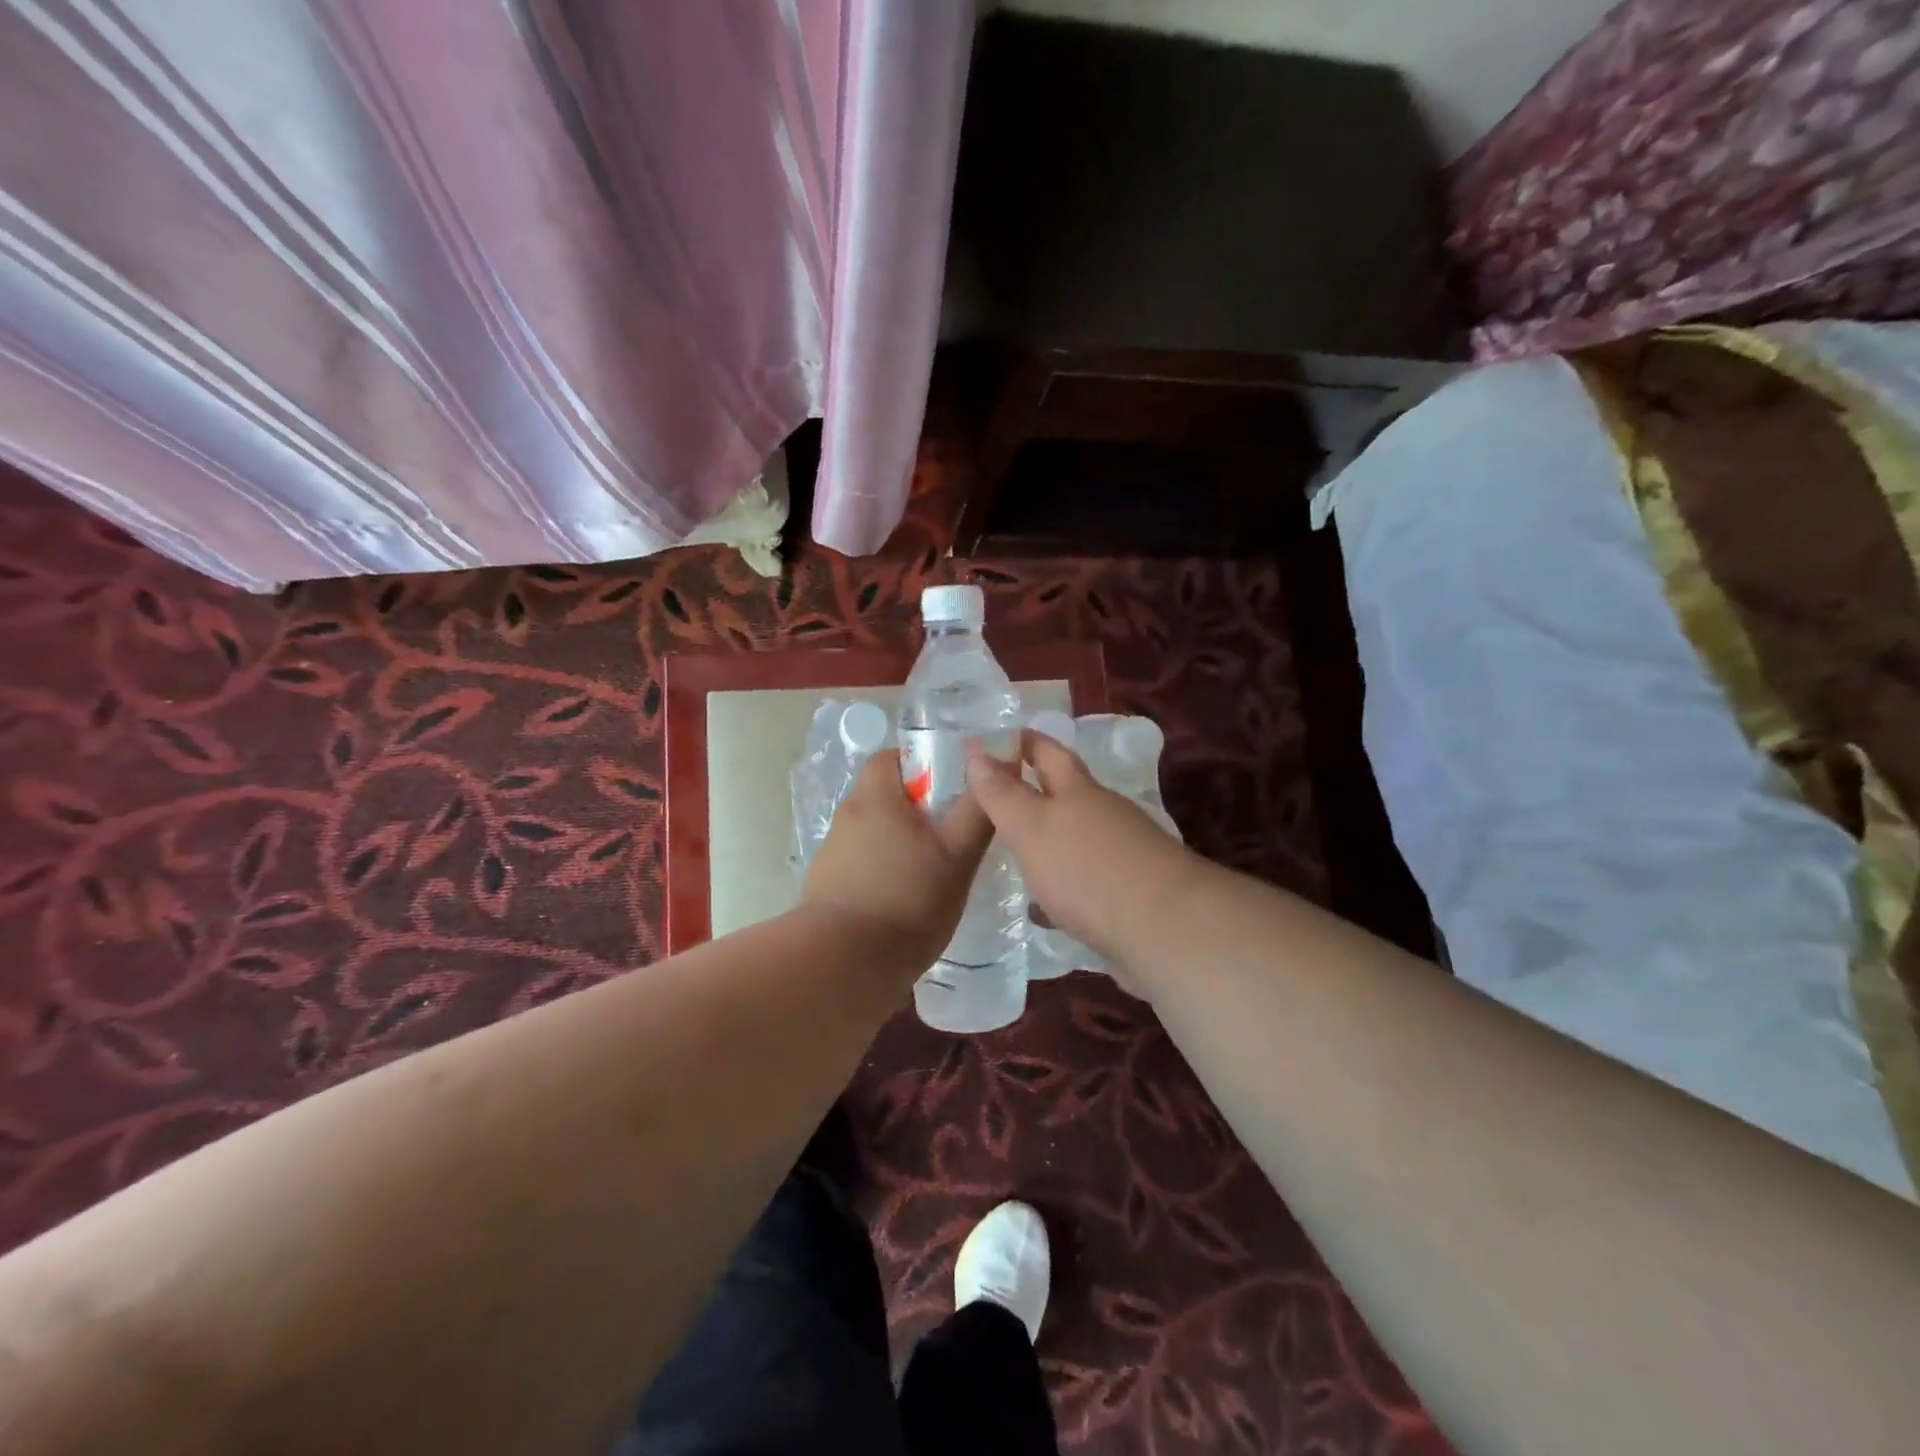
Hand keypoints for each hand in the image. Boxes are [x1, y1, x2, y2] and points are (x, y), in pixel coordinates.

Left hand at [802, 750, 993, 969]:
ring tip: (933, 870)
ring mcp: (832, 853)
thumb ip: (977, 811)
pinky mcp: (826, 886)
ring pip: (874, 831)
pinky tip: (906, 898)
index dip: (923, 763)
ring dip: (901, 841)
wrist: (844, 965)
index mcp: (874, 797)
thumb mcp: (957, 856)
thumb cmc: (908, 900)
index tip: (952, 787)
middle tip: (952, 832)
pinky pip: (862, 862)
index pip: (892, 757)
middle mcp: (847, 816)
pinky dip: (884, 870)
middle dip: (917, 808)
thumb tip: (998, 770)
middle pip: (885, 795)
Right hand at [965, 730, 1197, 966]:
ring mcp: (1122, 854)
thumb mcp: (1032, 827)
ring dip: (1048, 841)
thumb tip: (977, 750)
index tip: (996, 738)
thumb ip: (1002, 794)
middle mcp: (1104, 815)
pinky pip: (1086, 881)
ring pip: (1076, 838)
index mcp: (1079, 791)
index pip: (1047, 752)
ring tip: (1013, 853)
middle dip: (1036, 791)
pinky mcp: (1130, 893)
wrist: (1164, 929)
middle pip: (1066, 794)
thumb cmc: (1087, 868)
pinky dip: (1062, 885)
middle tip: (997, 796)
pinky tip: (1045, 908)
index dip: (1023, 742)